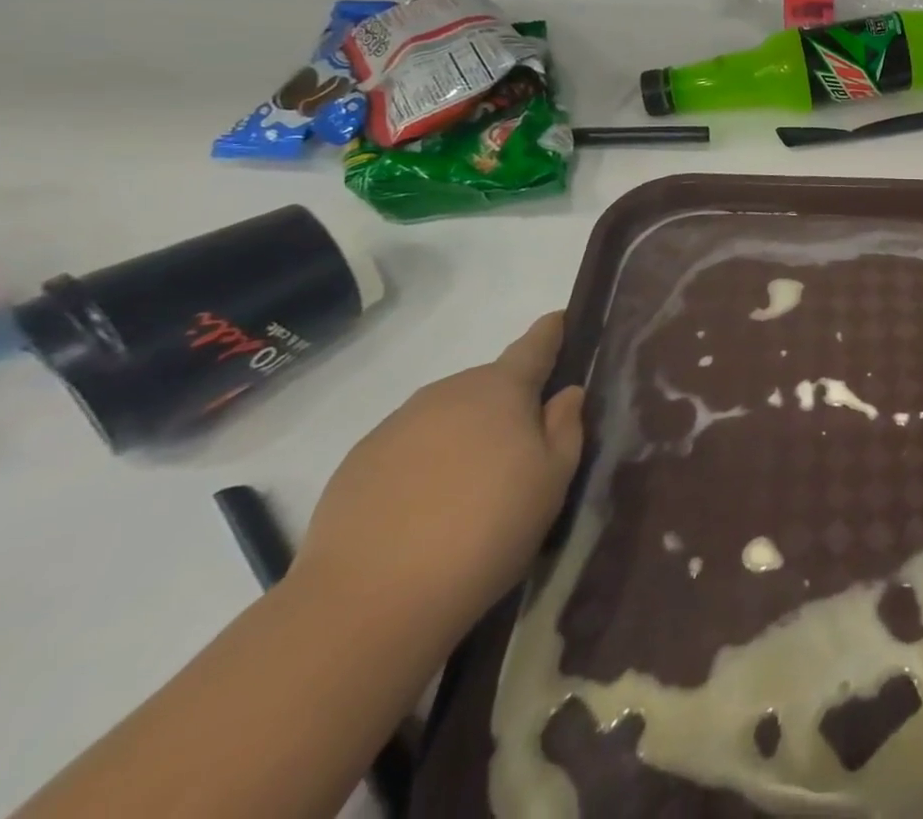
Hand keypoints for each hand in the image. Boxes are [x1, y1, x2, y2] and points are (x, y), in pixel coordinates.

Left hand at [292, 314, 585, 636]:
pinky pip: (408, 447)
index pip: (533, 346)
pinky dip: (425, 463)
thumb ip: (565, 428)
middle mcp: (447, 393)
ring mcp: (395, 426)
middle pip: (488, 384)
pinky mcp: (356, 464)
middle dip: (508, 402)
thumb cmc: (486, 530)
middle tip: (522, 447)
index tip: (559, 319)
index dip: (551, 331)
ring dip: (465, 433)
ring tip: (472, 486)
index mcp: (500, 389)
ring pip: (446, 416)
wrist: (368, 603)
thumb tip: (566, 393)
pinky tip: (426, 508)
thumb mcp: (552, 481)